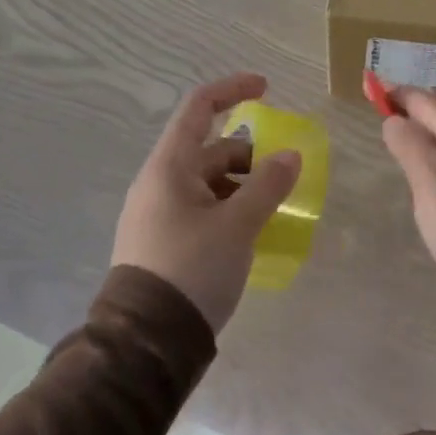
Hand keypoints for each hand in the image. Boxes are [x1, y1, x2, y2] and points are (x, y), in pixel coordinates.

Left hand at [111, 74, 299, 333]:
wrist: (145, 345)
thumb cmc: (191, 270)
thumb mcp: (237, 226)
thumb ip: (267, 186)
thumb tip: (290, 156)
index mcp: (169, 168)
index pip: (199, 108)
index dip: (232, 90)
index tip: (267, 89)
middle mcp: (159, 184)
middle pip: (210, 150)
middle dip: (250, 157)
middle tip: (283, 179)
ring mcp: (159, 214)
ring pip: (209, 183)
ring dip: (243, 187)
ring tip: (273, 213)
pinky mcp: (163, 243)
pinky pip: (202, 209)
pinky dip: (230, 210)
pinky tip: (251, 235)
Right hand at [380, 88, 435, 319]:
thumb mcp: (430, 182)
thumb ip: (410, 145)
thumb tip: (393, 118)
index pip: (424, 100)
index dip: (396, 93)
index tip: (368, 88)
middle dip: (409, 108)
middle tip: (378, 109)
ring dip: (422, 130)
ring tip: (396, 135)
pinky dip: (434, 151)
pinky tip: (425, 169)